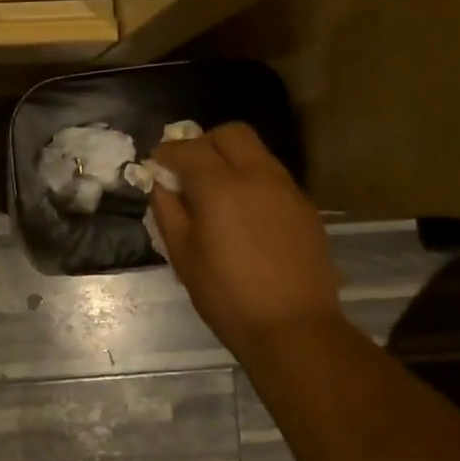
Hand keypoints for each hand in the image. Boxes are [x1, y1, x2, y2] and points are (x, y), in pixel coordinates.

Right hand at [151, 124, 341, 362]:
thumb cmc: (227, 295)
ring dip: (230, 158)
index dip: (166, 153)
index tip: (155, 166)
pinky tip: (242, 211)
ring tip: (215, 191)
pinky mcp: (304, 206)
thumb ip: (167, 210)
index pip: (187, 148)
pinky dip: (251, 178)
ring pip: (255, 151)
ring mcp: (286, 188)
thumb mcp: (182, 255)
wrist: (294, 327)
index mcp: (220, 186)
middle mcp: (257, 175)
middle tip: (187, 170)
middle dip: (203, 143)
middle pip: (230, 133)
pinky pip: (272, 175)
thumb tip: (160, 184)